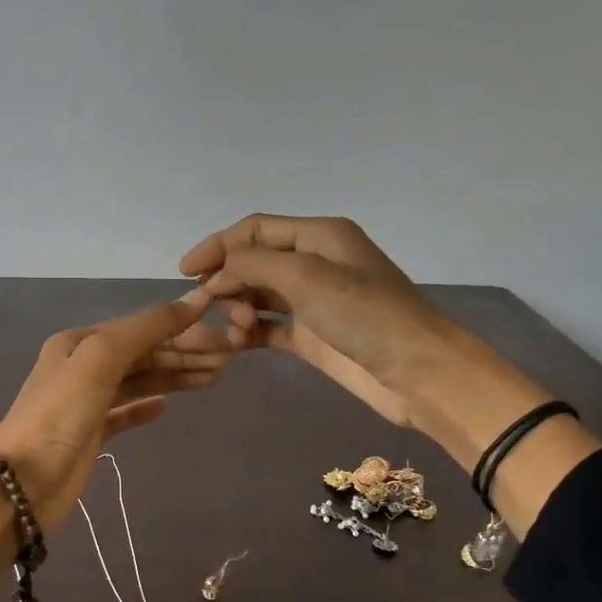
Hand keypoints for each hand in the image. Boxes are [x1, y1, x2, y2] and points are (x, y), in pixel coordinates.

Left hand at [0, 292, 229, 524]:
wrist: (22, 483)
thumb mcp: (101, 360)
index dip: (181, 331)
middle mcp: (81, 366)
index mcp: (78, 342)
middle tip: (228, 360)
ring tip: (215, 378)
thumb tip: (194, 300)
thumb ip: (146, 329)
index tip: (223, 338)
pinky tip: (166, 407)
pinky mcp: (90, 435)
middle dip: (184, 354)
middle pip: (142, 354)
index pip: (140, 329)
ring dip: (174, 377)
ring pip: (138, 382)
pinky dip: (145, 407)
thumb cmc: (60, 415)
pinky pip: (124, 413)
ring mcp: (85, 402)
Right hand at [179, 214, 438, 424]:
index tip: (185, 271)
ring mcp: (313, 302)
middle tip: (212, 307)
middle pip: (254, 262)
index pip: (254, 230)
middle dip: (228, 281)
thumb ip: (252, 265)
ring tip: (238, 330)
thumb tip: (215, 274)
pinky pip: (269, 327)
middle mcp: (314, 263)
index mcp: (318, 236)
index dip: (217, 245)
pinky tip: (237, 345)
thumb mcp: (305, 276)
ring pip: (258, 295)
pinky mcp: (313, 337)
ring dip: (238, 309)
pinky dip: (250, 333)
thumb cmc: (364, 314)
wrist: (416, 371)